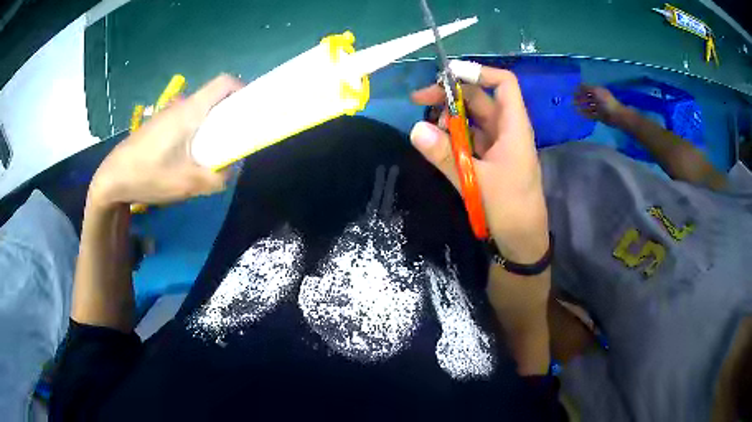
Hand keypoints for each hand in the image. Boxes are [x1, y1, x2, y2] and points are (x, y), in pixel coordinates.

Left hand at [88, 74, 244, 208]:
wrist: (112, 179)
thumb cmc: (148, 175)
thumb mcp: (187, 184)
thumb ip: (216, 178)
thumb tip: (229, 170)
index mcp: (191, 110)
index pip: (224, 82)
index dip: (242, 89)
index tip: (250, 110)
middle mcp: (181, 106)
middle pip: (214, 98)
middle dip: (230, 114)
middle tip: (234, 139)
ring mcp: (168, 115)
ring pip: (200, 112)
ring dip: (212, 127)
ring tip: (211, 154)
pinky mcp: (160, 127)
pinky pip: (186, 122)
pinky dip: (196, 134)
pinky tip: (188, 159)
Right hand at [411, 66, 550, 373]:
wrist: (522, 243)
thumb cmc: (508, 209)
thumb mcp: (475, 181)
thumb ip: (445, 155)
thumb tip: (414, 129)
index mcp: (514, 128)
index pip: (504, 84)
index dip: (479, 72)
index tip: (447, 75)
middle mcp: (507, 130)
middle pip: (481, 99)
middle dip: (451, 95)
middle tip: (419, 101)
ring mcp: (498, 145)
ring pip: (473, 118)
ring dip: (449, 116)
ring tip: (425, 125)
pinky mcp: (490, 159)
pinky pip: (470, 137)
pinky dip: (453, 135)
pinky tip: (436, 141)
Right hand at [575, 84, 627, 126]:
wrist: (615, 115)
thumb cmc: (606, 101)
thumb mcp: (595, 91)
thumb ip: (586, 88)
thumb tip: (577, 85)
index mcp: (597, 91)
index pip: (586, 88)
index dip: (579, 89)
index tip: (572, 91)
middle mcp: (597, 98)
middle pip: (587, 98)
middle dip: (580, 98)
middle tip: (571, 100)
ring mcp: (598, 108)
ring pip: (588, 106)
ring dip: (581, 107)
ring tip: (574, 107)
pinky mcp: (599, 116)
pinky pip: (590, 115)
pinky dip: (585, 114)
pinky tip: (579, 114)